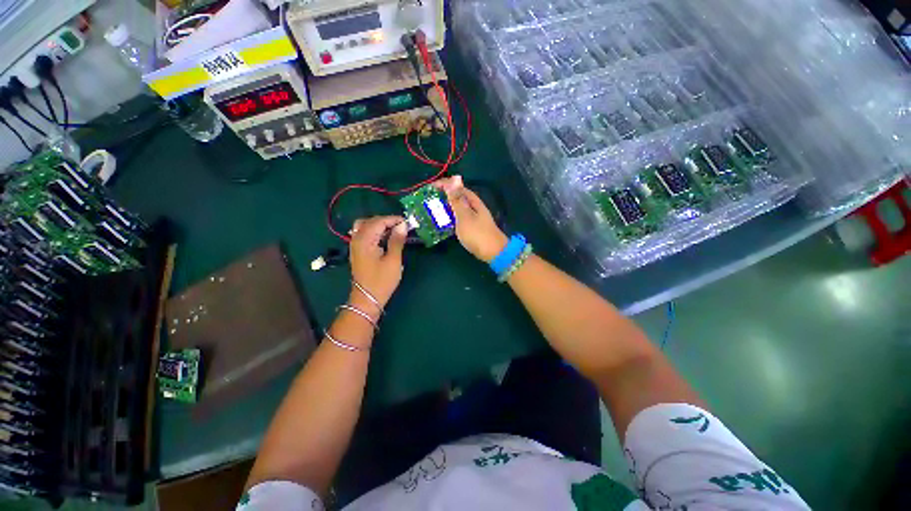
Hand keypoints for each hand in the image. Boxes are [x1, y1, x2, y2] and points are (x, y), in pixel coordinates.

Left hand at [349, 216, 407, 313]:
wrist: (367, 299)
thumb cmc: (382, 281)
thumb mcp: (393, 260)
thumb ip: (397, 240)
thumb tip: (402, 225)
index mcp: (365, 240)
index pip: (379, 221)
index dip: (393, 219)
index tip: (407, 223)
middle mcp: (357, 239)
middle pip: (370, 221)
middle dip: (387, 221)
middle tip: (402, 227)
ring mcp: (355, 245)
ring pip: (365, 226)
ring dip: (380, 225)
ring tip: (394, 231)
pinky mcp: (357, 250)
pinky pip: (364, 233)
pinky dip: (375, 231)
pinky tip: (385, 237)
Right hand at [435, 176, 507, 262]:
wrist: (493, 253)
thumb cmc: (477, 234)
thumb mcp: (465, 216)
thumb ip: (457, 200)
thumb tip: (454, 179)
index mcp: (473, 201)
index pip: (457, 186)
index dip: (444, 184)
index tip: (430, 187)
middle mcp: (473, 206)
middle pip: (457, 196)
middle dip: (443, 195)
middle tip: (428, 199)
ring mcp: (473, 217)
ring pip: (457, 207)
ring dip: (446, 206)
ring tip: (432, 208)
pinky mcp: (472, 226)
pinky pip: (458, 217)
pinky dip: (450, 217)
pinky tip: (443, 221)